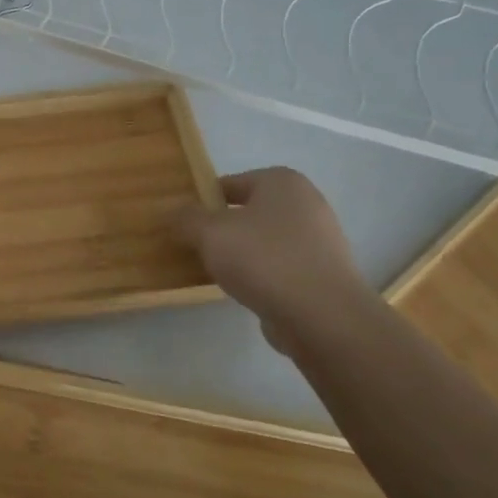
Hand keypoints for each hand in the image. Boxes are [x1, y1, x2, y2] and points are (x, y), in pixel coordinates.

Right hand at [172, 168, 370, 355]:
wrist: (322, 316)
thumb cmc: (263, 259)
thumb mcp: (210, 233)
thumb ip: (186, 218)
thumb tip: (175, 213)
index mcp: (282, 182)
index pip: (230, 183)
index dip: (202, 201)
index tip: (183, 223)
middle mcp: (306, 203)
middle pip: (248, 211)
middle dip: (221, 228)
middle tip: (194, 247)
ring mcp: (320, 240)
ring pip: (264, 240)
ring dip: (240, 253)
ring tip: (215, 272)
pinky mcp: (323, 273)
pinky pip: (280, 266)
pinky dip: (261, 274)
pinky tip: (244, 291)